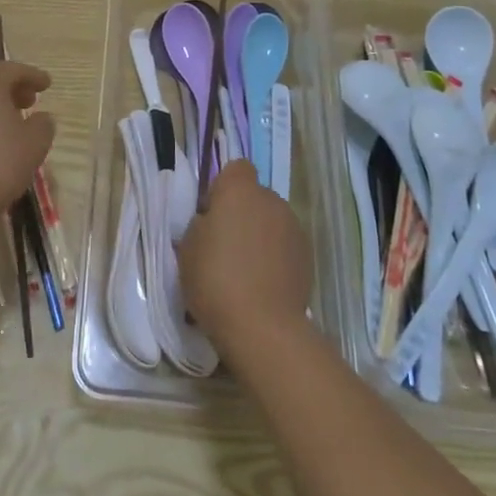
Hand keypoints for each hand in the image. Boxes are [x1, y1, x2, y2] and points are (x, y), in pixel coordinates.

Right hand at [178, 161, 311, 353]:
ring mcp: (294, 228)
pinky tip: (263, 285)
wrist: (262, 326)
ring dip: (260, 236)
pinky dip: (276, 257)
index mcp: (240, 190)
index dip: (223, 188)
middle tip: (224, 247)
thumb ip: (202, 223)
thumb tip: (214, 223)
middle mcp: (271, 200)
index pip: (236, 169)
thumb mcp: (187, 246)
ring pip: (271, 222)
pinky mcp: (308, 256)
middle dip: (242, 214)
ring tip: (246, 271)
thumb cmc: (215, 279)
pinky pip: (285, 246)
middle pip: (255, 196)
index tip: (211, 216)